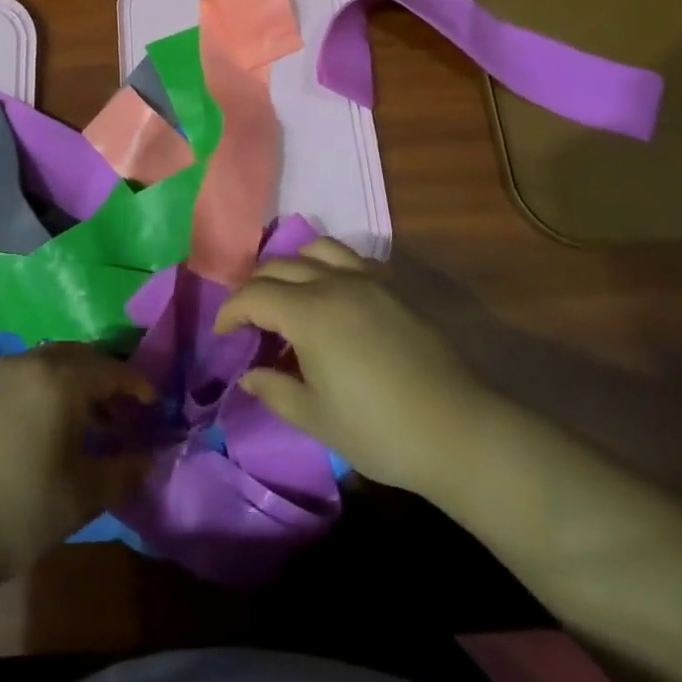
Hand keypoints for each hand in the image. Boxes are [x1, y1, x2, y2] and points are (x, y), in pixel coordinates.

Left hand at [0, 344, 155, 591]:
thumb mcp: (83, 496)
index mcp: (59, 380)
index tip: (153, 403)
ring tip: (87, 419)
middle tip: (124, 409)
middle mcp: (30, 363)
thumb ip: (124, 471)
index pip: (110, 369)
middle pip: (80, 356)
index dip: (136, 384)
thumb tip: (150, 458)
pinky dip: (46, 386)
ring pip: (50, 361)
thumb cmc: (19, 510)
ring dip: (75, 380)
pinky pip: (25, 374)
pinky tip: (47, 423)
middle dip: (106, 377)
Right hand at [214, 239, 492, 496]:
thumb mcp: (317, 418)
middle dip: (254, 287)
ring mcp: (367, 281)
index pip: (253, 296)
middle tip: (248, 319)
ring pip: (316, 249)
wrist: (459, 431)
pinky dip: (328, 266)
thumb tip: (248, 375)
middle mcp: (333, 284)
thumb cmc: (380, 430)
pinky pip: (351, 259)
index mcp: (308, 313)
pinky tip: (332, 295)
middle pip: (279, 266)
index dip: (230, 312)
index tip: (223, 334)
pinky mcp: (394, 289)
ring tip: (287, 294)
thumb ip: (275, 390)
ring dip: (291, 265)